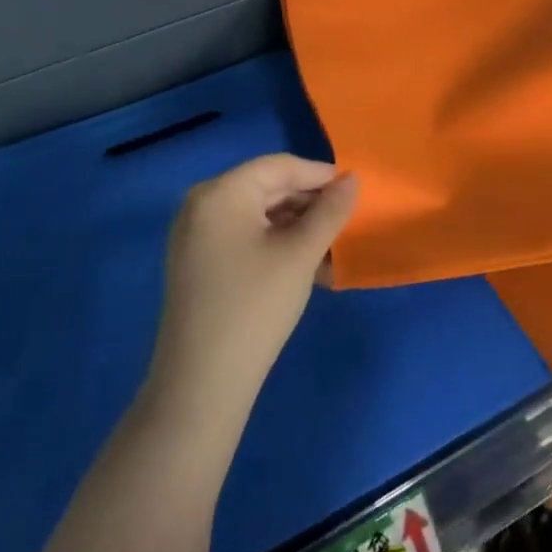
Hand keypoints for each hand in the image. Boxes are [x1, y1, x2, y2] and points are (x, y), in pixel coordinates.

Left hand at [148, 155, 358, 425]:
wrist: (201, 385)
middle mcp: (202, 205)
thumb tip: (352, 179)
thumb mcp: (301, 253)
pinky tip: (304, 265)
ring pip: (258, 215)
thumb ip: (330, 210)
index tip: (355, 192)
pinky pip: (244, 237)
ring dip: (296, 226)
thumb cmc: (255, 306)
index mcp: (221, 192)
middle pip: (267, 188)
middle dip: (309, 203)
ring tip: (330, 247)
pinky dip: (275, 244)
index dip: (321, 175)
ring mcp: (196, 236)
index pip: (280, 166)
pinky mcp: (198, 263)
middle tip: (345, 222)